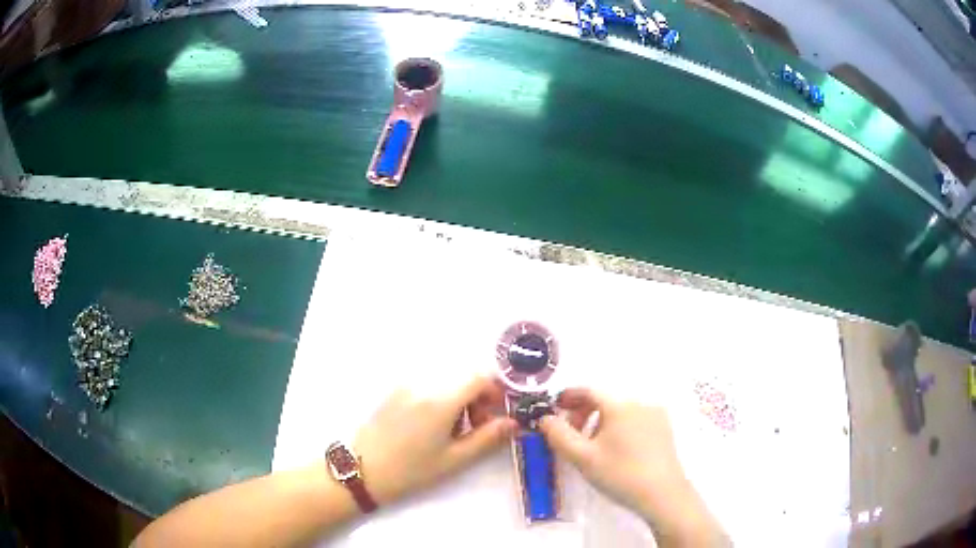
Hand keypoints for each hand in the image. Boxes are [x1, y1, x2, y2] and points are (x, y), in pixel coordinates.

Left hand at [354, 375, 516, 505]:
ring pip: (447, 379)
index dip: (496, 392)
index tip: (496, 414)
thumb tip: (513, 422)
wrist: (362, 469)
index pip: (480, 376)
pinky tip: (432, 425)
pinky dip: (440, 397)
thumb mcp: (454, 460)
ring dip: (460, 397)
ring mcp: (407, 384)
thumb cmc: (411, 470)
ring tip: (454, 430)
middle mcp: (424, 383)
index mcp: (441, 399)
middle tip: (477, 426)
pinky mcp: (395, 389)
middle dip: (479, 396)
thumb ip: (488, 438)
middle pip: (464, 376)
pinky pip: (428, 384)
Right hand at [540, 388, 723, 545]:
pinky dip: (619, 427)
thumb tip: (545, 418)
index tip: (554, 408)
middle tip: (570, 435)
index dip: (569, 397)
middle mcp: (640, 403)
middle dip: (583, 413)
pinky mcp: (664, 429)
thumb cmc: (620, 474)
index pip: (589, 391)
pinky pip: (635, 420)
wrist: (663, 494)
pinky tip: (616, 450)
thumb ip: (559, 435)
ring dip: (601, 422)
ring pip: (620, 412)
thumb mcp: (583, 458)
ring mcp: (656, 415)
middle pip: (605, 401)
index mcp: (620, 406)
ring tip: (592, 447)